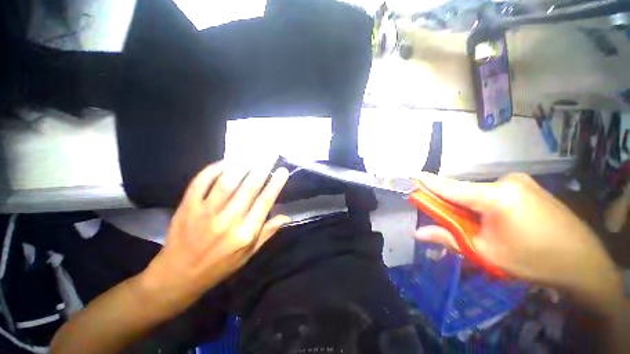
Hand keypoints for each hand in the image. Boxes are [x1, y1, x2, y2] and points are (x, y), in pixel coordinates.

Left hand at [140, 159, 290, 313]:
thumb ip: (268, 232)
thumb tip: (287, 216)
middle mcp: (228, 221)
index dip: (275, 184)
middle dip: (262, 168)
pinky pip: (200, 182)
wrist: (178, 276)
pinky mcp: (187, 207)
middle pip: (249, 188)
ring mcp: (205, 213)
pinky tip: (224, 163)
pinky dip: (212, 170)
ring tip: (251, 154)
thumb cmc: (219, 266)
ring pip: (226, 182)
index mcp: (245, 233)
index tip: (282, 170)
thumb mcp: (249, 254)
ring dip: (241, 166)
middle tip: (270, 153)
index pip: (265, 202)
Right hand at [414, 173, 620, 308]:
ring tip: (479, 228)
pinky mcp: (527, 186)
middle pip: (465, 191)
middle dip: (451, 205)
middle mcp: (507, 181)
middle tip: (449, 221)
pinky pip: (494, 193)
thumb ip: (448, 238)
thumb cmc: (532, 260)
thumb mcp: (485, 253)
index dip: (427, 182)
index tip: (410, 176)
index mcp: (496, 196)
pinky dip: (484, 205)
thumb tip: (417, 234)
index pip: (450, 187)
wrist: (582, 263)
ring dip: (469, 207)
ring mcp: (520, 181)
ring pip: (479, 193)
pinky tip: (495, 222)